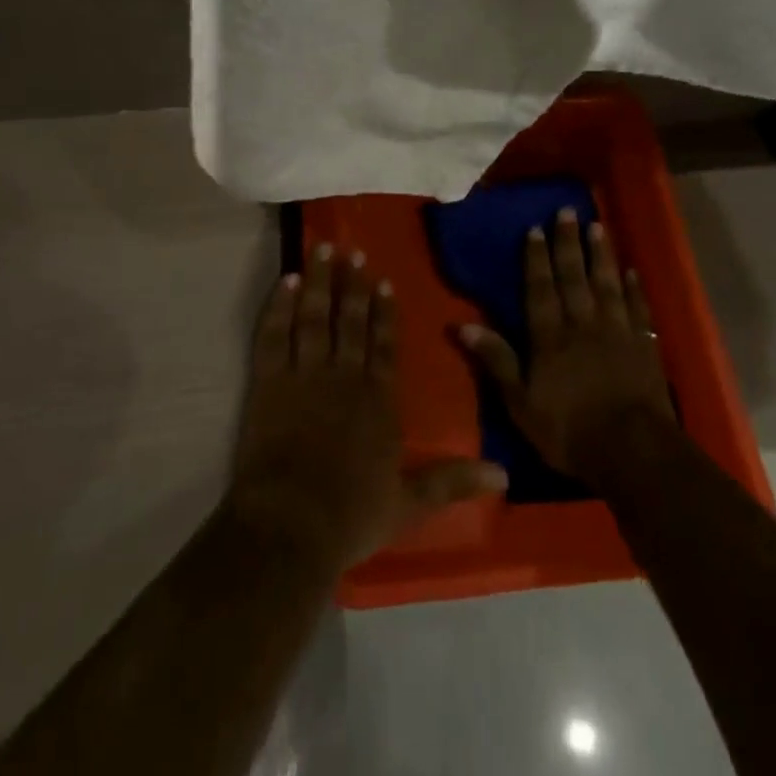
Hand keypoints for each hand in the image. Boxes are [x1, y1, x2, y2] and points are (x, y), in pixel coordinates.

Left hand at [227, 245, 505, 570]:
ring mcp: (306, 375)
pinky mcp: (270, 382)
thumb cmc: (352, 516)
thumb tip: (504, 473)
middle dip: (353, 285)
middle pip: (351, 321)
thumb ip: (452, 482)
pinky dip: (280, 306)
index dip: (384, 313)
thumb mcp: (409, 504)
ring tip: (323, 249)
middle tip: (353, 251)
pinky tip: (287, 281)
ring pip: (316, 317)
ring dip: (321, 282)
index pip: (384, 346)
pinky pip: (276, 334)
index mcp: (379, 400)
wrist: (292, 525)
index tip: (383, 282)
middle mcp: (346, 376)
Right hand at [458, 210, 677, 486]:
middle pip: (573, 277)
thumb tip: (463, 324)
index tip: (535, 228)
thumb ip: (496, 360)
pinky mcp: (645, 346)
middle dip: (568, 243)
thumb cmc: (569, 431)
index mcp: (550, 337)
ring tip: (597, 226)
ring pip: (606, 284)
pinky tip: (632, 271)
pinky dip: (634, 288)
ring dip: (600, 255)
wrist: (634, 452)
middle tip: (567, 211)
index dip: (536, 258)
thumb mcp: (520, 403)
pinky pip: (639, 309)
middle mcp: (583, 324)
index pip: (540, 289)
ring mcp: (617, 332)